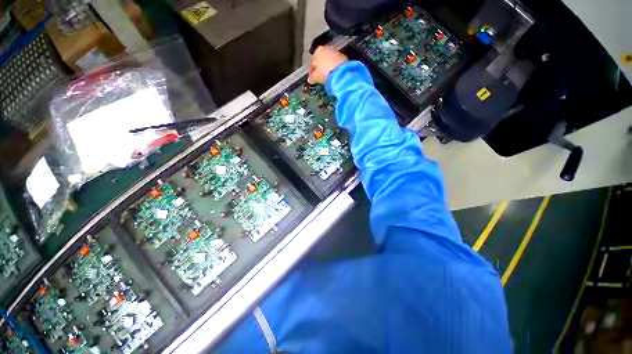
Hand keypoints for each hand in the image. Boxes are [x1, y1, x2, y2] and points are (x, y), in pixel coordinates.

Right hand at [308, 46, 347, 84]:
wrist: (341, 73)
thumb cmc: (325, 73)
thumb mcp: (315, 77)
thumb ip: (311, 77)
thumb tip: (310, 79)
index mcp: (318, 51)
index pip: (312, 62)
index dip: (311, 72)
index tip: (312, 78)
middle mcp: (327, 49)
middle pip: (321, 60)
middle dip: (320, 68)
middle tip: (319, 78)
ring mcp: (336, 52)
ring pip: (329, 61)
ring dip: (328, 68)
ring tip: (327, 77)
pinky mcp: (344, 58)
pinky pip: (336, 64)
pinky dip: (334, 69)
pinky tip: (334, 76)